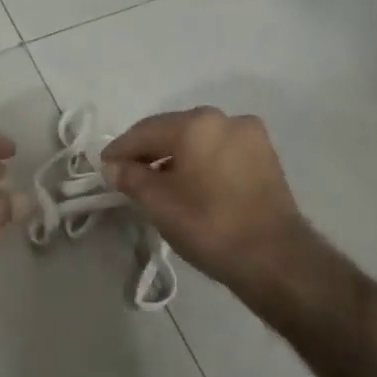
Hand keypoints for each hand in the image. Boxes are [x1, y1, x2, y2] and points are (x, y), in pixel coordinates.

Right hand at [101, 107, 306, 289]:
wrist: (274, 257)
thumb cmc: (209, 226)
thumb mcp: (159, 203)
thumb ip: (131, 178)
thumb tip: (112, 166)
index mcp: (197, 124)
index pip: (145, 131)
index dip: (120, 149)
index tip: (103, 166)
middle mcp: (226, 119)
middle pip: (174, 130)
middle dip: (148, 151)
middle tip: (126, 175)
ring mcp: (251, 136)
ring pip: (199, 141)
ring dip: (175, 157)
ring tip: (157, 183)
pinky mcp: (266, 157)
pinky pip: (220, 152)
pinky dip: (200, 162)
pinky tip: (189, 184)